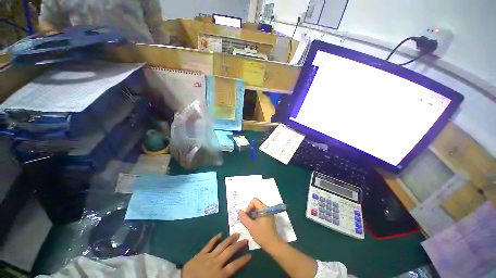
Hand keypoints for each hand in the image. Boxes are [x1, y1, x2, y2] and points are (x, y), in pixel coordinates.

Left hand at [182, 233, 250, 277]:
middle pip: (230, 252)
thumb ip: (225, 277)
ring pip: (221, 246)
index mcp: (220, 274)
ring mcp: (208, 257)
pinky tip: (220, 234)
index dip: (243, 260)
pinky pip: (209, 244)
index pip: (235, 265)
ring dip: (230, 239)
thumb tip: (233, 271)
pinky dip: (215, 239)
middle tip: (245, 239)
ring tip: (236, 234)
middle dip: (238, 245)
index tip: (250, 254)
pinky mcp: (200, 254)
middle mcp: (216, 263)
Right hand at [237, 198, 282, 248]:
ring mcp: (268, 213)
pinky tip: (253, 225)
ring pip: (257, 209)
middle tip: (246, 220)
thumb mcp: (251, 227)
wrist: (273, 245)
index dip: (249, 207)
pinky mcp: (268, 218)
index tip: (247, 216)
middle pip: (255, 204)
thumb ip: (244, 218)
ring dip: (251, 214)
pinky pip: (259, 213)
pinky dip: (255, 217)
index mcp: (264, 209)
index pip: (254, 201)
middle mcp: (267, 208)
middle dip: (249, 211)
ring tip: (249, 223)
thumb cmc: (262, 235)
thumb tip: (238, 211)